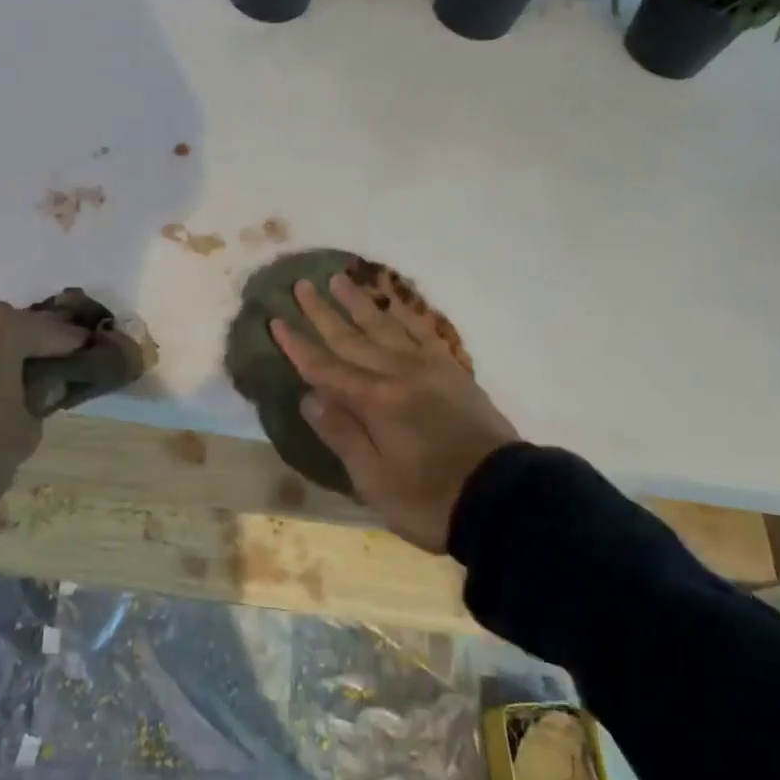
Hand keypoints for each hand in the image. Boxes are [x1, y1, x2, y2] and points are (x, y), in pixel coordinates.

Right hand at [269, 275, 518, 553]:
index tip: (277, 321)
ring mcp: (429, 368)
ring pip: (385, 326)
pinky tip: (392, 302)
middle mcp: (399, 374)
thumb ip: (342, 434)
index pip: (326, 368)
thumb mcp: (374, 480)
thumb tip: (310, 397)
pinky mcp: (452, 371)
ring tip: (339, 279)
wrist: (503, 499)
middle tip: (302, 286)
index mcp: (376, 403)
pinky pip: (422, 332)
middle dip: (323, 313)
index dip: (298, 346)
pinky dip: (403, 314)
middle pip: (352, 338)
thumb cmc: (430, 500)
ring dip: (359, 303)